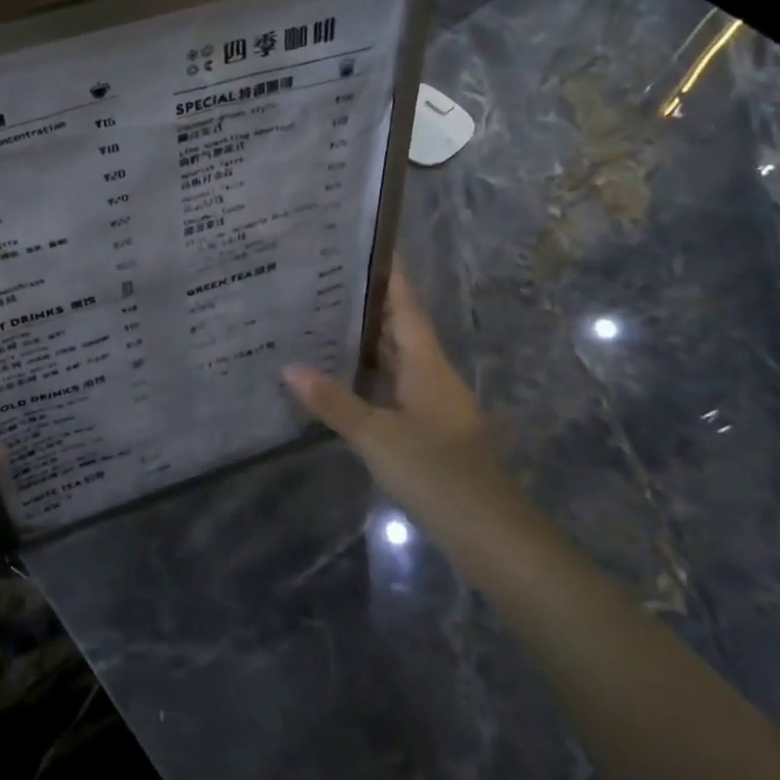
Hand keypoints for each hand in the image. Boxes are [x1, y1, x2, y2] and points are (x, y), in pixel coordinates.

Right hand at [281, 269, 492, 511]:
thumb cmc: (437, 473)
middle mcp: (431, 374)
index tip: (362, 244)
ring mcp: (431, 402)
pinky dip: (367, 373)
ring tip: (319, 317)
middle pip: (399, 327)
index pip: (406, 305)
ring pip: (395, 358)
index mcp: (427, 363)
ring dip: (363, 338)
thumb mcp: (377, 436)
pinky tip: (337, 376)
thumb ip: (334, 402)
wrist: (490, 534)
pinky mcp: (427, 428)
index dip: (388, 274)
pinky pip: (392, 385)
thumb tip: (289, 367)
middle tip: (321, 278)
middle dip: (365, 302)